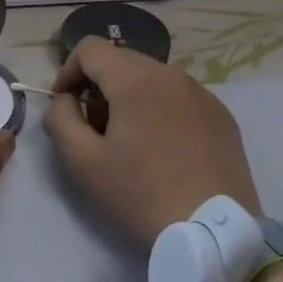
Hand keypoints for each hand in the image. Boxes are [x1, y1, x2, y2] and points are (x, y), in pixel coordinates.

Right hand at [44, 38, 260, 251]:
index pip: (90, 48)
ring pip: (152, 78)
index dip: (67, 71)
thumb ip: (60, 119)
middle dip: (98, 85)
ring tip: (128, 141)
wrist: (213, 233)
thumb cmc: (140, 194)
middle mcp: (172, 75)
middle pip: (121, 60)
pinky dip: (160, 109)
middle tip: (94, 127)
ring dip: (129, 97)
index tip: (64, 105)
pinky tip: (162, 150)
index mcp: (136, 80)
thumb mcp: (81, 161)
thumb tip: (66, 100)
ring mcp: (203, 95)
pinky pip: (179, 97)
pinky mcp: (222, 117)